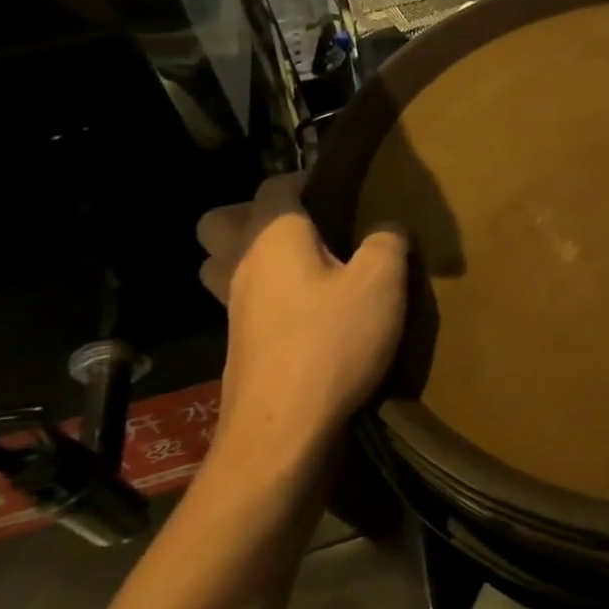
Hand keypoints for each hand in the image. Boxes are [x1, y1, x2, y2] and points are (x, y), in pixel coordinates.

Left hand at [196, 175, 407, 472]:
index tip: (341, 189)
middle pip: (222, 222)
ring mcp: (232, 307)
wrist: (283, 430)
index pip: (276, 185)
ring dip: (248, 255)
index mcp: (273, 237)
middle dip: (255, 214)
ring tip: (302, 266)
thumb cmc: (332, 342)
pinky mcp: (239, 343)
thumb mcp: (382, 282)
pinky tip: (305, 310)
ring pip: (220, 263)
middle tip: (307, 228)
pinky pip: (239, 300)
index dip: (307, 179)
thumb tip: (387, 226)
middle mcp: (241, 264)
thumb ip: (388, 241)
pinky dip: (263, 294)